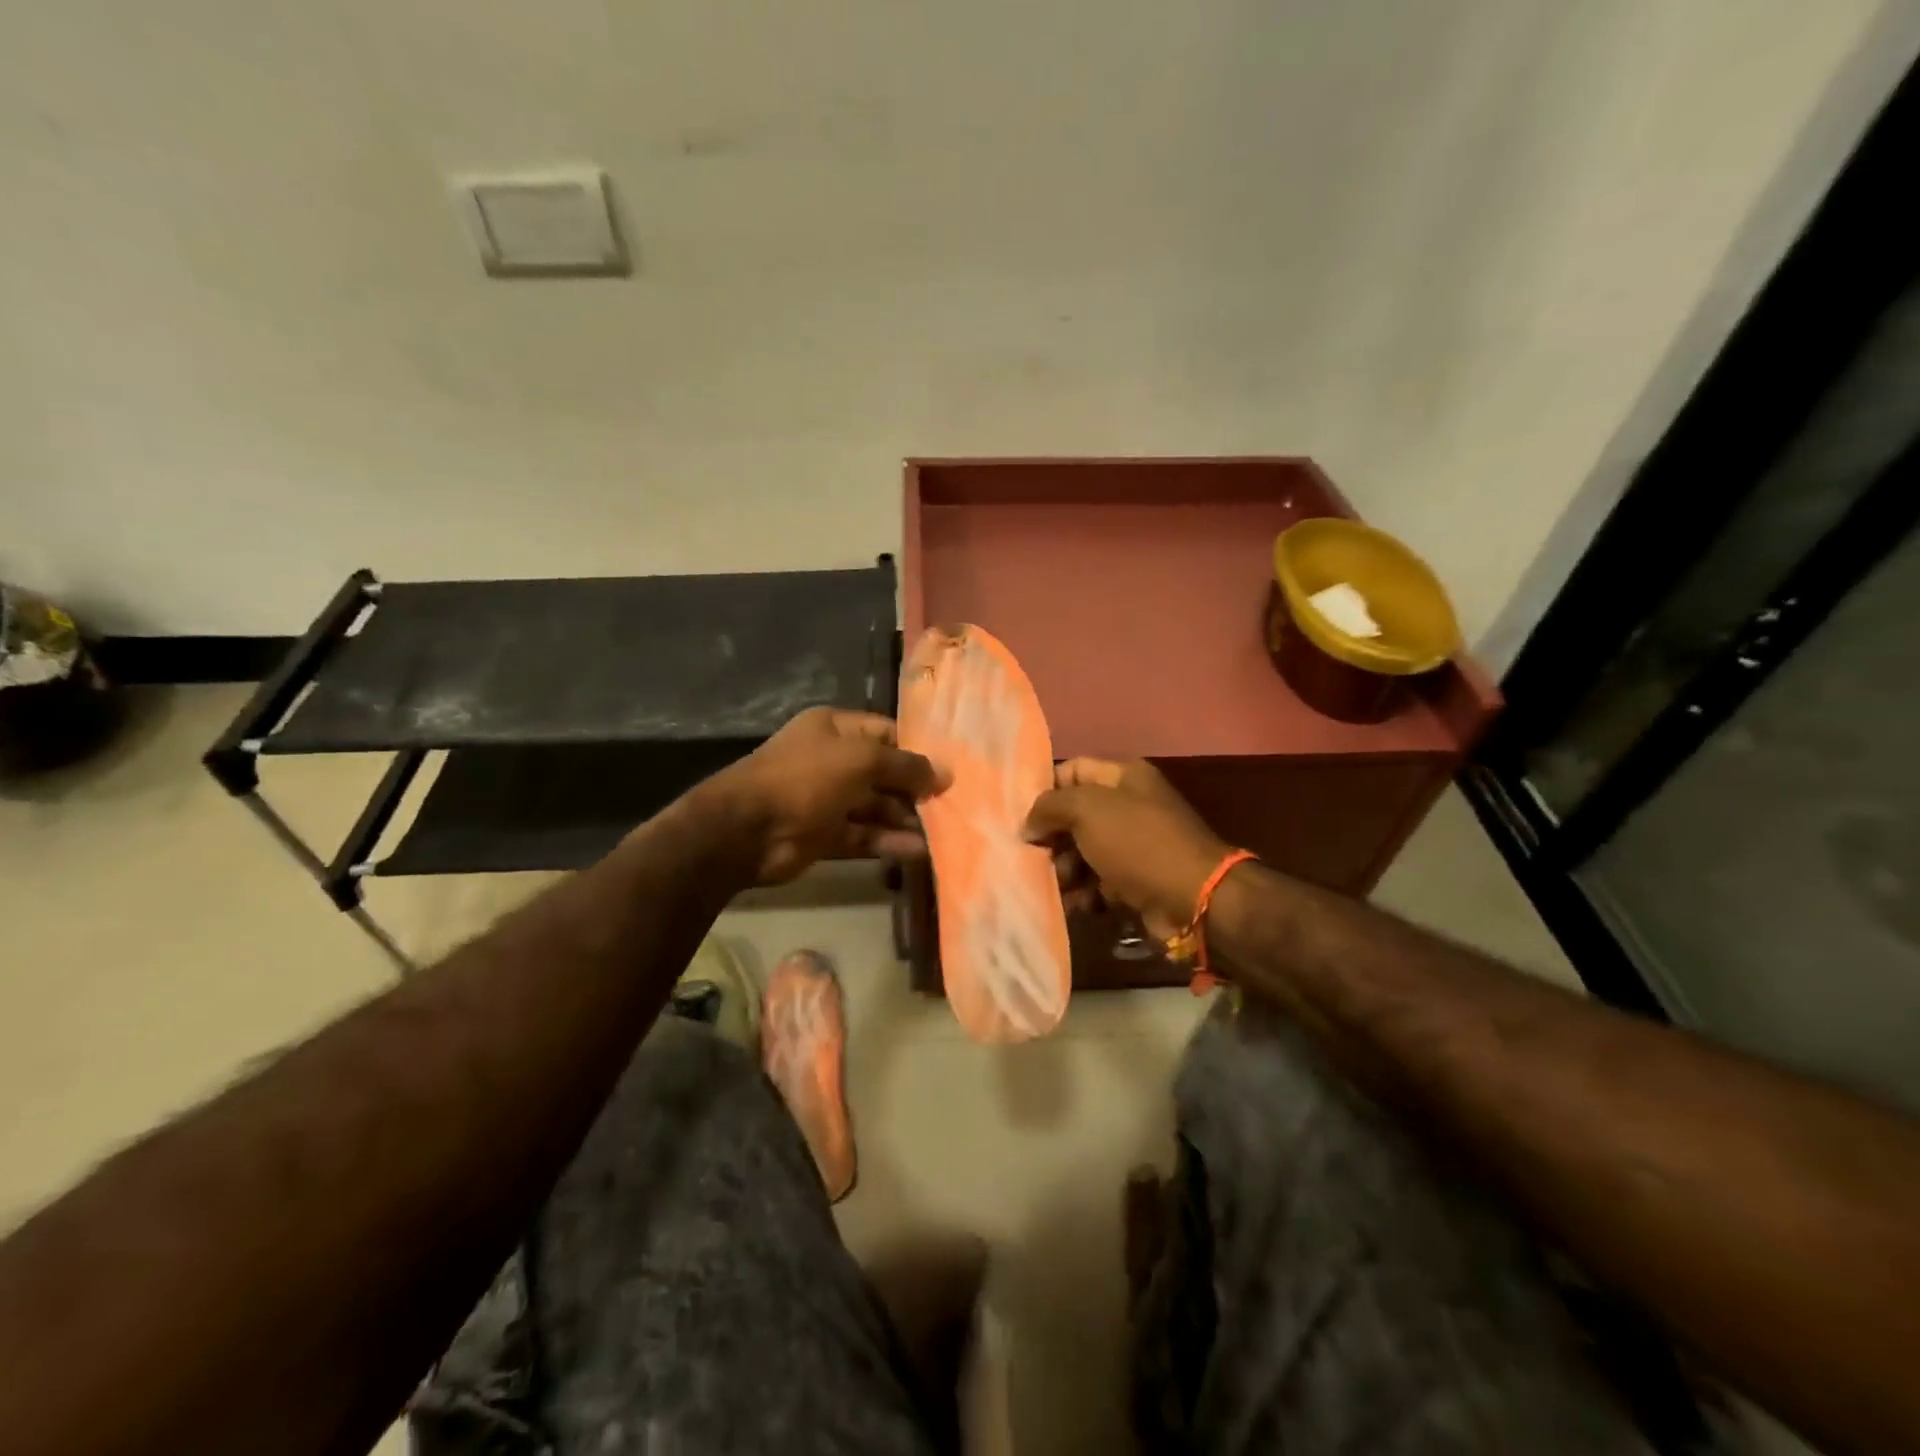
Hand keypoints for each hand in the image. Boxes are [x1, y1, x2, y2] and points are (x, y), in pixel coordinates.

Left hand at [708, 707, 946, 885]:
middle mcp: (832, 760)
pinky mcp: (824, 834)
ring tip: (941, 834)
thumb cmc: (805, 779)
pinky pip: (863, 836)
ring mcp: (826, 799)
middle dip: (915, 789)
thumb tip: (944, 774)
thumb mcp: (860, 760)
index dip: (917, 750)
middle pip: (883, 772)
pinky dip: (887, 842)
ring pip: (875, 807)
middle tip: (951, 806)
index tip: (950, 770)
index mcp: (835, 729)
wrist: (745, 830)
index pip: (886, 733)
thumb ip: (904, 766)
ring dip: (905, 820)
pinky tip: (917, 852)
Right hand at [1023, 758, 1229, 938]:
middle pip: (1074, 815)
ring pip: (1082, 852)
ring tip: (1060, 885)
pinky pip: (1097, 882)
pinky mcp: (1135, 881)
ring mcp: (1133, 845)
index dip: (1045, 790)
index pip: (1071, 770)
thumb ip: (1049, 807)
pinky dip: (1084, 893)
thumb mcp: (1087, 810)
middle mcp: (1129, 806)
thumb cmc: (1138, 843)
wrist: (1193, 899)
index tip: (1020, 816)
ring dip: (1065, 870)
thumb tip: (1029, 824)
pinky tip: (1078, 905)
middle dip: (1052, 837)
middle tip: (1036, 857)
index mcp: (1123, 777)